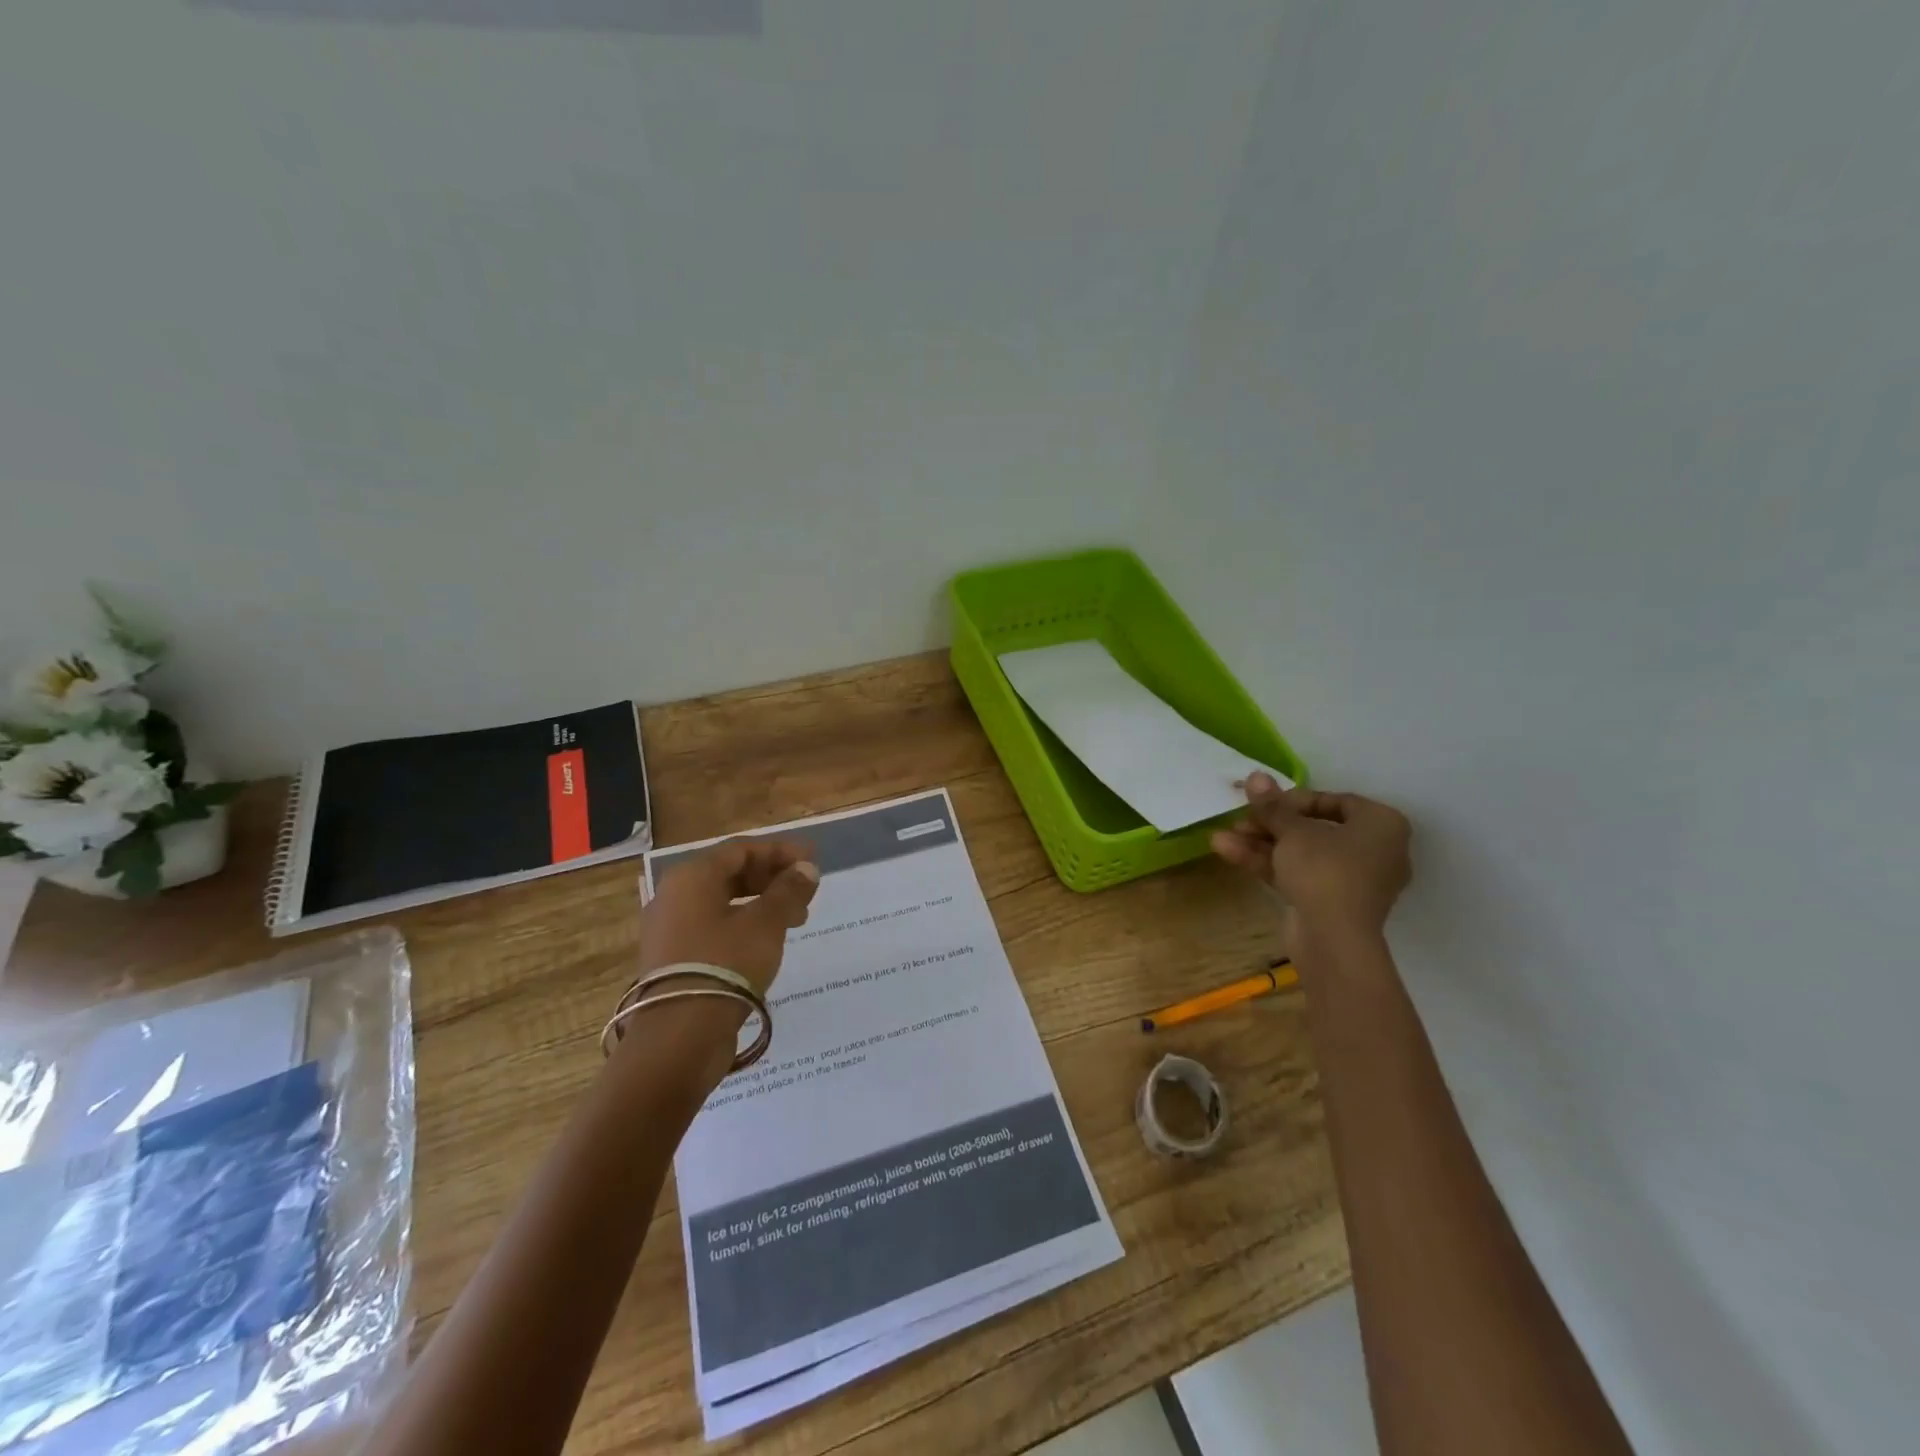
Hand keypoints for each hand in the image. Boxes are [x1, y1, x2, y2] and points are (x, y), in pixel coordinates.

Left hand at [639, 839, 820, 996]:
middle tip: (806, 890)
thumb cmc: (726, 964)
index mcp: (692, 876)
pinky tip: (767, 941)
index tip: (813, 859)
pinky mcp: (672, 958)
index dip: (780, 851)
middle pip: (730, 873)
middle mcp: (674, 895)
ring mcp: (669, 928)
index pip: (741, 849)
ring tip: (795, 919)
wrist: (680, 1035)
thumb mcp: (766, 923)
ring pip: (722, 901)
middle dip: (772, 877)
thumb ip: (789, 891)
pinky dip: (743, 924)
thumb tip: (807, 869)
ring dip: (761, 903)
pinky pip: (712, 926)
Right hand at [1212, 773, 1410, 956]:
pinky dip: (1268, 863)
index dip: (1294, 799)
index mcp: (1382, 825)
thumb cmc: (1325, 870)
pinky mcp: (1330, 903)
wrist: (1333, 939)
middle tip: (1239, 819)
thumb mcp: (1292, 830)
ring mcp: (1352, 880)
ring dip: (1261, 843)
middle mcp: (1375, 850)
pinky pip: (1299, 874)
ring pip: (1301, 853)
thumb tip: (1255, 776)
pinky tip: (1227, 852)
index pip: (1336, 801)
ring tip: (1221, 836)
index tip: (1265, 802)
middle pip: (1313, 828)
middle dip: (1269, 824)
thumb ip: (1272, 805)